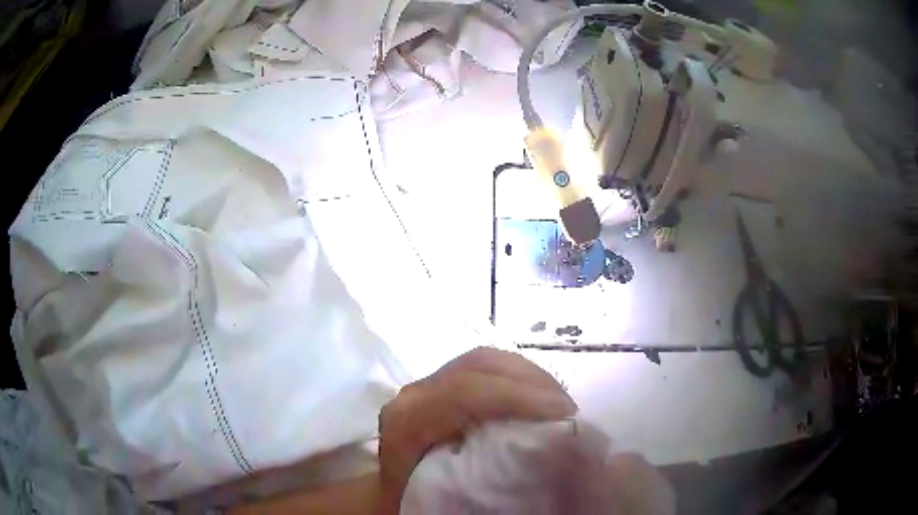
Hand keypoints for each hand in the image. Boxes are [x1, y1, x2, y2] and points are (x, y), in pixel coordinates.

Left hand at [376, 347, 577, 513]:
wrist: (391, 496)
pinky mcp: (440, 385)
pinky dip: (517, 378)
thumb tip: (544, 460)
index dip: (518, 397)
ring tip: (559, 404)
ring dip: (528, 377)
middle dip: (532, 382)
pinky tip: (539, 399)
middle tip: (569, 410)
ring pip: (485, 361)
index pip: (465, 392)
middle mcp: (413, 394)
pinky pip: (484, 369)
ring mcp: (426, 385)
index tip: (564, 415)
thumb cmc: (416, 501)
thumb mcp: (445, 498)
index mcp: (407, 421)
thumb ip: (485, 478)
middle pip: (480, 366)